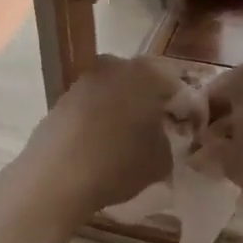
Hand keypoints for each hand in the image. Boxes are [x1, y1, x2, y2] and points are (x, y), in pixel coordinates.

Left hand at [19, 54, 189, 217]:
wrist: (55, 176)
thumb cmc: (118, 164)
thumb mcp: (161, 161)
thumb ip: (169, 142)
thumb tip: (162, 137)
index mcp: (146, 73)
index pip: (177, 85)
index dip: (186, 110)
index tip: (187, 131)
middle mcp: (114, 66)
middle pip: (142, 83)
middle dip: (152, 104)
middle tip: (160, 133)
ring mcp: (83, 80)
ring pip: (114, 92)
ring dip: (124, 110)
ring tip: (128, 142)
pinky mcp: (61, 99)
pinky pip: (91, 106)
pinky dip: (99, 119)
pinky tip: (100, 145)